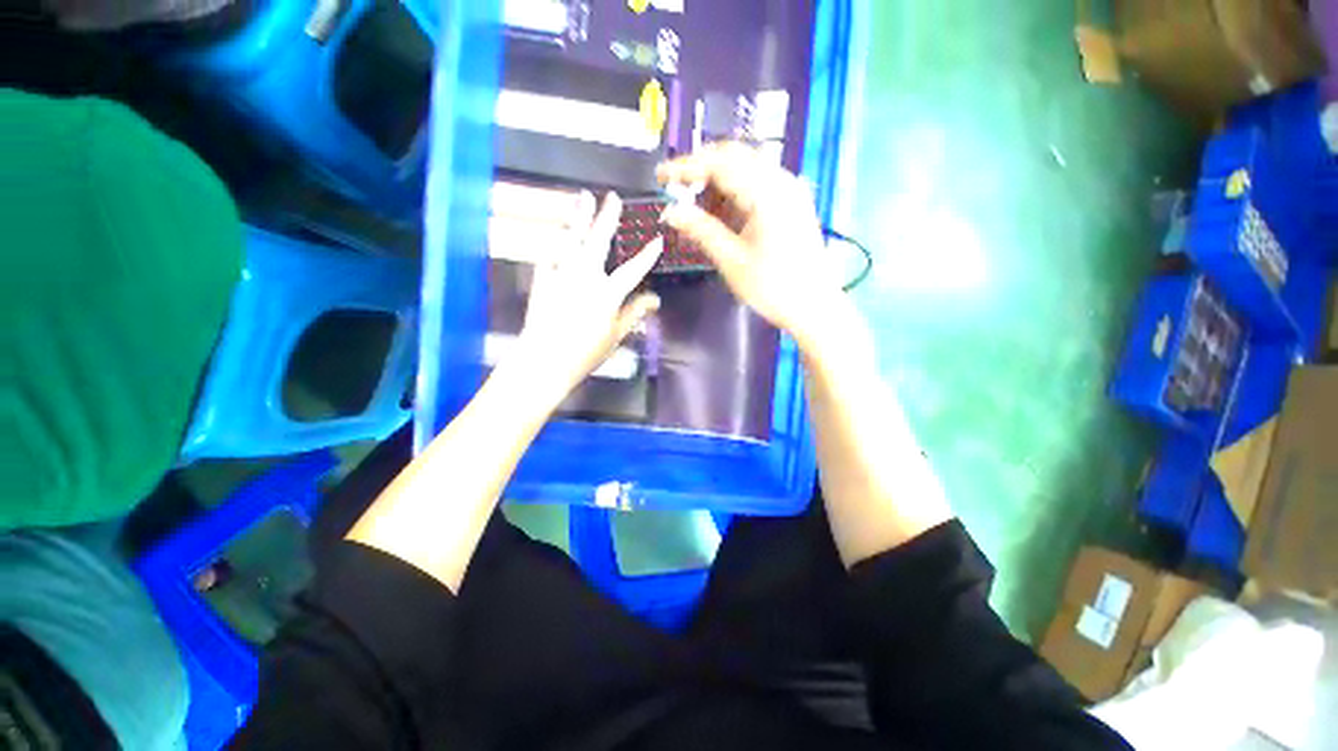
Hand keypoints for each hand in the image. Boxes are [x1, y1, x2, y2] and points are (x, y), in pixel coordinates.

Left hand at [508, 191, 662, 405]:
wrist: (545, 359)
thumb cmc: (586, 352)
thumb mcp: (616, 335)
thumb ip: (634, 313)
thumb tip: (655, 300)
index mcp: (607, 292)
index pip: (633, 269)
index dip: (647, 255)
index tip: (658, 240)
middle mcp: (585, 276)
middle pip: (598, 241)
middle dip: (607, 217)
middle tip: (612, 197)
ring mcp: (561, 274)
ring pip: (571, 239)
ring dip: (579, 217)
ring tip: (583, 198)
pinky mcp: (542, 279)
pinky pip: (549, 255)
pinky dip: (556, 244)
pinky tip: (558, 236)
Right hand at [657, 142, 846, 350]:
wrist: (814, 306)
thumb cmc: (772, 287)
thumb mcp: (731, 260)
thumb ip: (701, 230)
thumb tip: (670, 211)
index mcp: (766, 192)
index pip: (719, 163)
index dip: (686, 167)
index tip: (660, 176)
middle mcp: (781, 180)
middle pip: (735, 157)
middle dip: (702, 169)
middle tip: (678, 189)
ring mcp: (790, 190)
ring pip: (747, 168)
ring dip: (719, 181)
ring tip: (698, 207)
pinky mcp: (793, 203)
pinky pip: (759, 183)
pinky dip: (736, 192)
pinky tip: (723, 212)